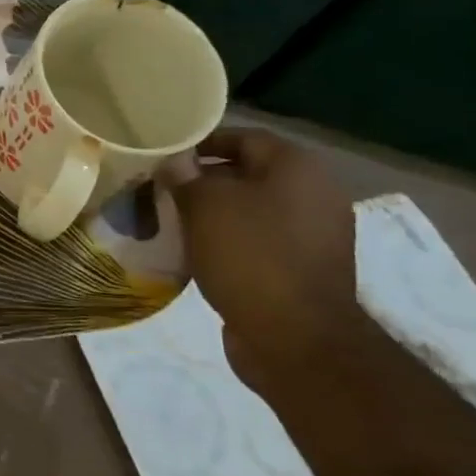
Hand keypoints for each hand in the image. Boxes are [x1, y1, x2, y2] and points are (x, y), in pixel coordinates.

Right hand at [166, 129, 364, 381]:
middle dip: (203, 180)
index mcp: (298, 168)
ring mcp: (314, 235)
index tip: (164, 155)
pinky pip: (259, 241)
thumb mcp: (205, 205)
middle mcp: (315, 194)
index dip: (201, 142)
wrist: (295, 338)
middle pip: (249, 174)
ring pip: (251, 210)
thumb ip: (185, 176)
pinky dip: (228, 241)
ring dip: (213, 213)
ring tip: (171, 221)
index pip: (244, 137)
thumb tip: (173, 162)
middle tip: (160, 189)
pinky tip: (195, 253)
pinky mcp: (304, 269)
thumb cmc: (250, 256)